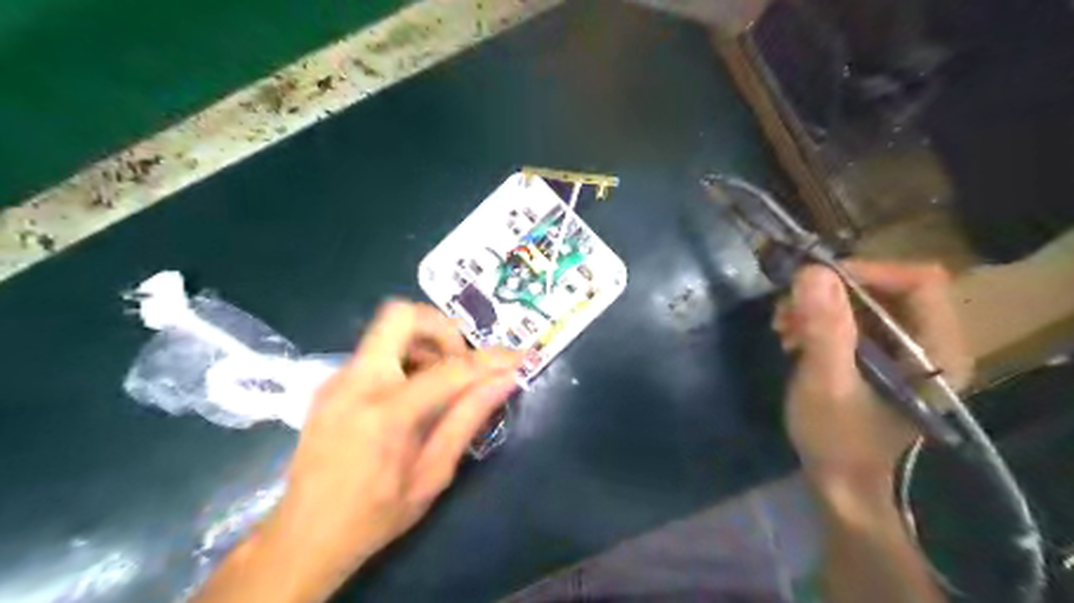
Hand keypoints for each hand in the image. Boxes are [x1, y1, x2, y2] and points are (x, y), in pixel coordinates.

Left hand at [253, 301, 519, 597]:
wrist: (302, 537)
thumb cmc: (374, 515)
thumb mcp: (432, 475)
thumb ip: (468, 419)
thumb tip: (505, 381)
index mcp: (385, 414)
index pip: (450, 369)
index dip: (491, 360)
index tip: (519, 358)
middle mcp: (356, 382)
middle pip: (401, 315)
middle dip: (443, 328)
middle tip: (461, 362)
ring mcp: (337, 379)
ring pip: (388, 330)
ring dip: (424, 343)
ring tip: (440, 383)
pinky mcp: (330, 383)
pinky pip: (376, 351)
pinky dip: (404, 358)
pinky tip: (412, 395)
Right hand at [774, 262, 975, 483]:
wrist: (838, 483)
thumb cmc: (837, 441)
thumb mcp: (825, 384)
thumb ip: (825, 330)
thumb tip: (812, 272)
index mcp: (937, 352)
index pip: (918, 281)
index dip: (867, 271)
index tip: (814, 282)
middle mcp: (928, 343)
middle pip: (886, 287)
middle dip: (831, 292)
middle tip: (787, 308)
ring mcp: (901, 350)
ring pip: (863, 301)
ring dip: (818, 306)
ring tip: (783, 326)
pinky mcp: (877, 357)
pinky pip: (850, 319)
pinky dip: (817, 320)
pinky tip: (791, 336)